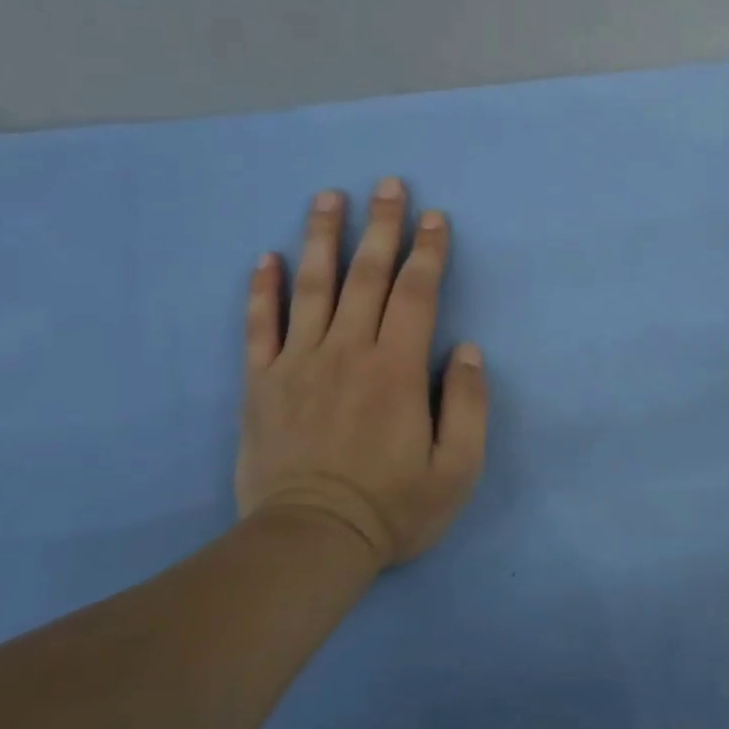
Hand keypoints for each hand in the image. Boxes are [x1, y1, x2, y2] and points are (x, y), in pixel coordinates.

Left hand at [235, 177, 487, 568]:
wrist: (309, 543)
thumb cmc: (392, 507)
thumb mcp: (457, 468)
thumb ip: (469, 405)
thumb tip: (467, 351)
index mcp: (397, 369)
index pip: (417, 293)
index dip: (429, 251)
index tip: (435, 217)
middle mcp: (348, 352)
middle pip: (368, 275)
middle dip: (382, 226)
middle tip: (387, 184)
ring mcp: (299, 364)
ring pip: (312, 286)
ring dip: (322, 237)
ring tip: (328, 198)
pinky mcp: (262, 384)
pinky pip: (259, 327)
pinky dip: (262, 290)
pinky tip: (266, 258)